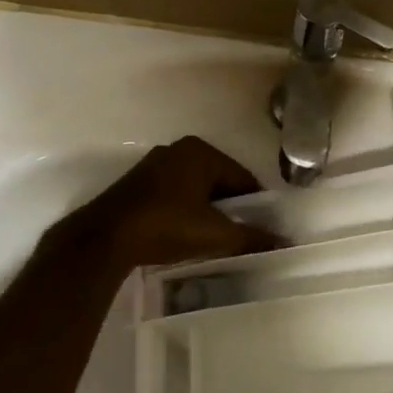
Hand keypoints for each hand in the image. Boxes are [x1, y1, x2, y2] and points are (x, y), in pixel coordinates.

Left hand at [56, 136, 280, 275]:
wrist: (106, 239)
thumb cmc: (167, 226)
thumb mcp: (215, 234)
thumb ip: (252, 237)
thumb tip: (286, 242)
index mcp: (201, 152)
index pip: (242, 178)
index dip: (255, 205)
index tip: (261, 230)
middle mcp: (178, 150)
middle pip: (218, 181)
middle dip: (230, 208)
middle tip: (238, 238)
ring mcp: (154, 165)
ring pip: (195, 189)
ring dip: (206, 211)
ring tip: (213, 241)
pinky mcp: (137, 184)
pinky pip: (174, 195)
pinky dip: (184, 212)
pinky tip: (184, 235)